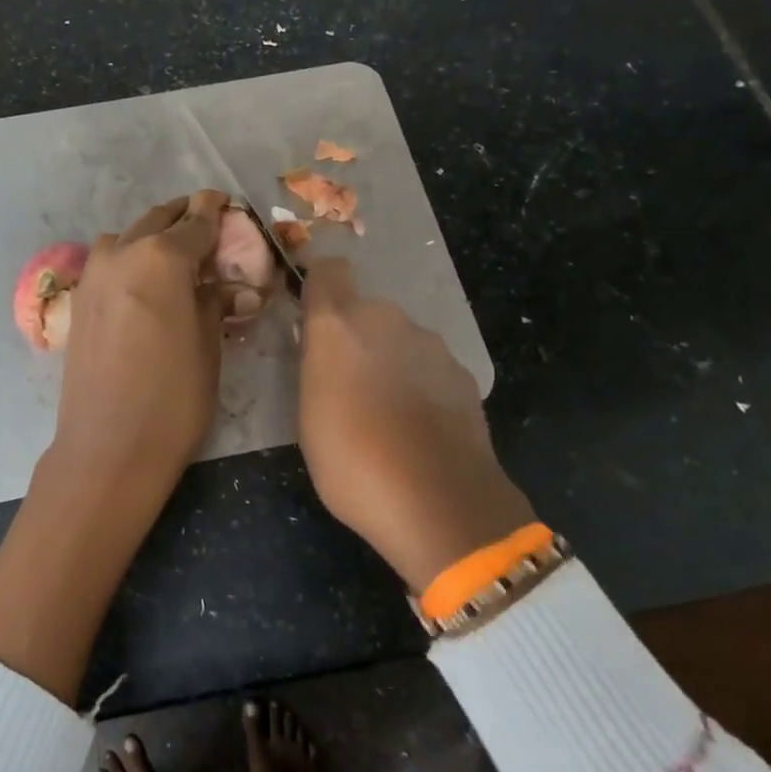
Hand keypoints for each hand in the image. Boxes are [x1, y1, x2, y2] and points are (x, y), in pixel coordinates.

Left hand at [0, 190, 229, 700]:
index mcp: (161, 257)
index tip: (226, 201)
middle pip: (158, 220)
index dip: (216, 212)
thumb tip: (231, 286)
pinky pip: (108, 261)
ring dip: (151, 235)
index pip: (197, 223)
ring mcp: (94, 274)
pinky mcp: (79, 299)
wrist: (108, 448)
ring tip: (175, 257)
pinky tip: (145, 283)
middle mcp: (122, 253)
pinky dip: (129, 257)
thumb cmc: (173, 398)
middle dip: (184, 217)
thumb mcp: (209, 345)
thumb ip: (216, 301)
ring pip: (127, 236)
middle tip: (207, 223)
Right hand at [298, 257, 534, 592]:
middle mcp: (386, 319)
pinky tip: (419, 430)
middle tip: (347, 386)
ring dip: (390, 363)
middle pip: (366, 313)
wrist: (438, 500)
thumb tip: (326, 352)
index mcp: (339, 324)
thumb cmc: (351, 459)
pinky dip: (421, 387)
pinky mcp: (462, 373)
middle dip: (356, 339)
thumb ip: (317, 367)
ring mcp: (430, 345)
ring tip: (386, 416)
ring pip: (400, 341)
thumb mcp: (308, 414)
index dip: (321, 288)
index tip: (314, 319)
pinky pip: (429, 369)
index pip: (329, 271)